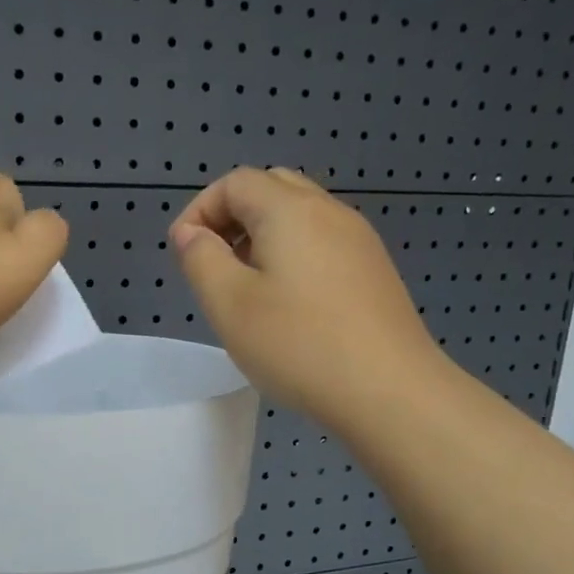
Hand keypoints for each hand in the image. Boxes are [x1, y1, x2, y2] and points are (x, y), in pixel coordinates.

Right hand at [170, 167, 440, 429]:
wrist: (389, 391)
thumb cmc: (299, 345)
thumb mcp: (230, 304)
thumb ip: (201, 259)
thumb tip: (191, 232)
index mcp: (290, 210)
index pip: (235, 182)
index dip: (200, 209)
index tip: (184, 254)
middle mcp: (329, 212)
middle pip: (271, 189)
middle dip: (231, 218)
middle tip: (214, 266)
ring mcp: (359, 241)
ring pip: (299, 217)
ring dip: (262, 238)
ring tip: (246, 290)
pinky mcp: (373, 271)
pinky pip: (322, 244)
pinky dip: (292, 256)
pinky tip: (287, 306)